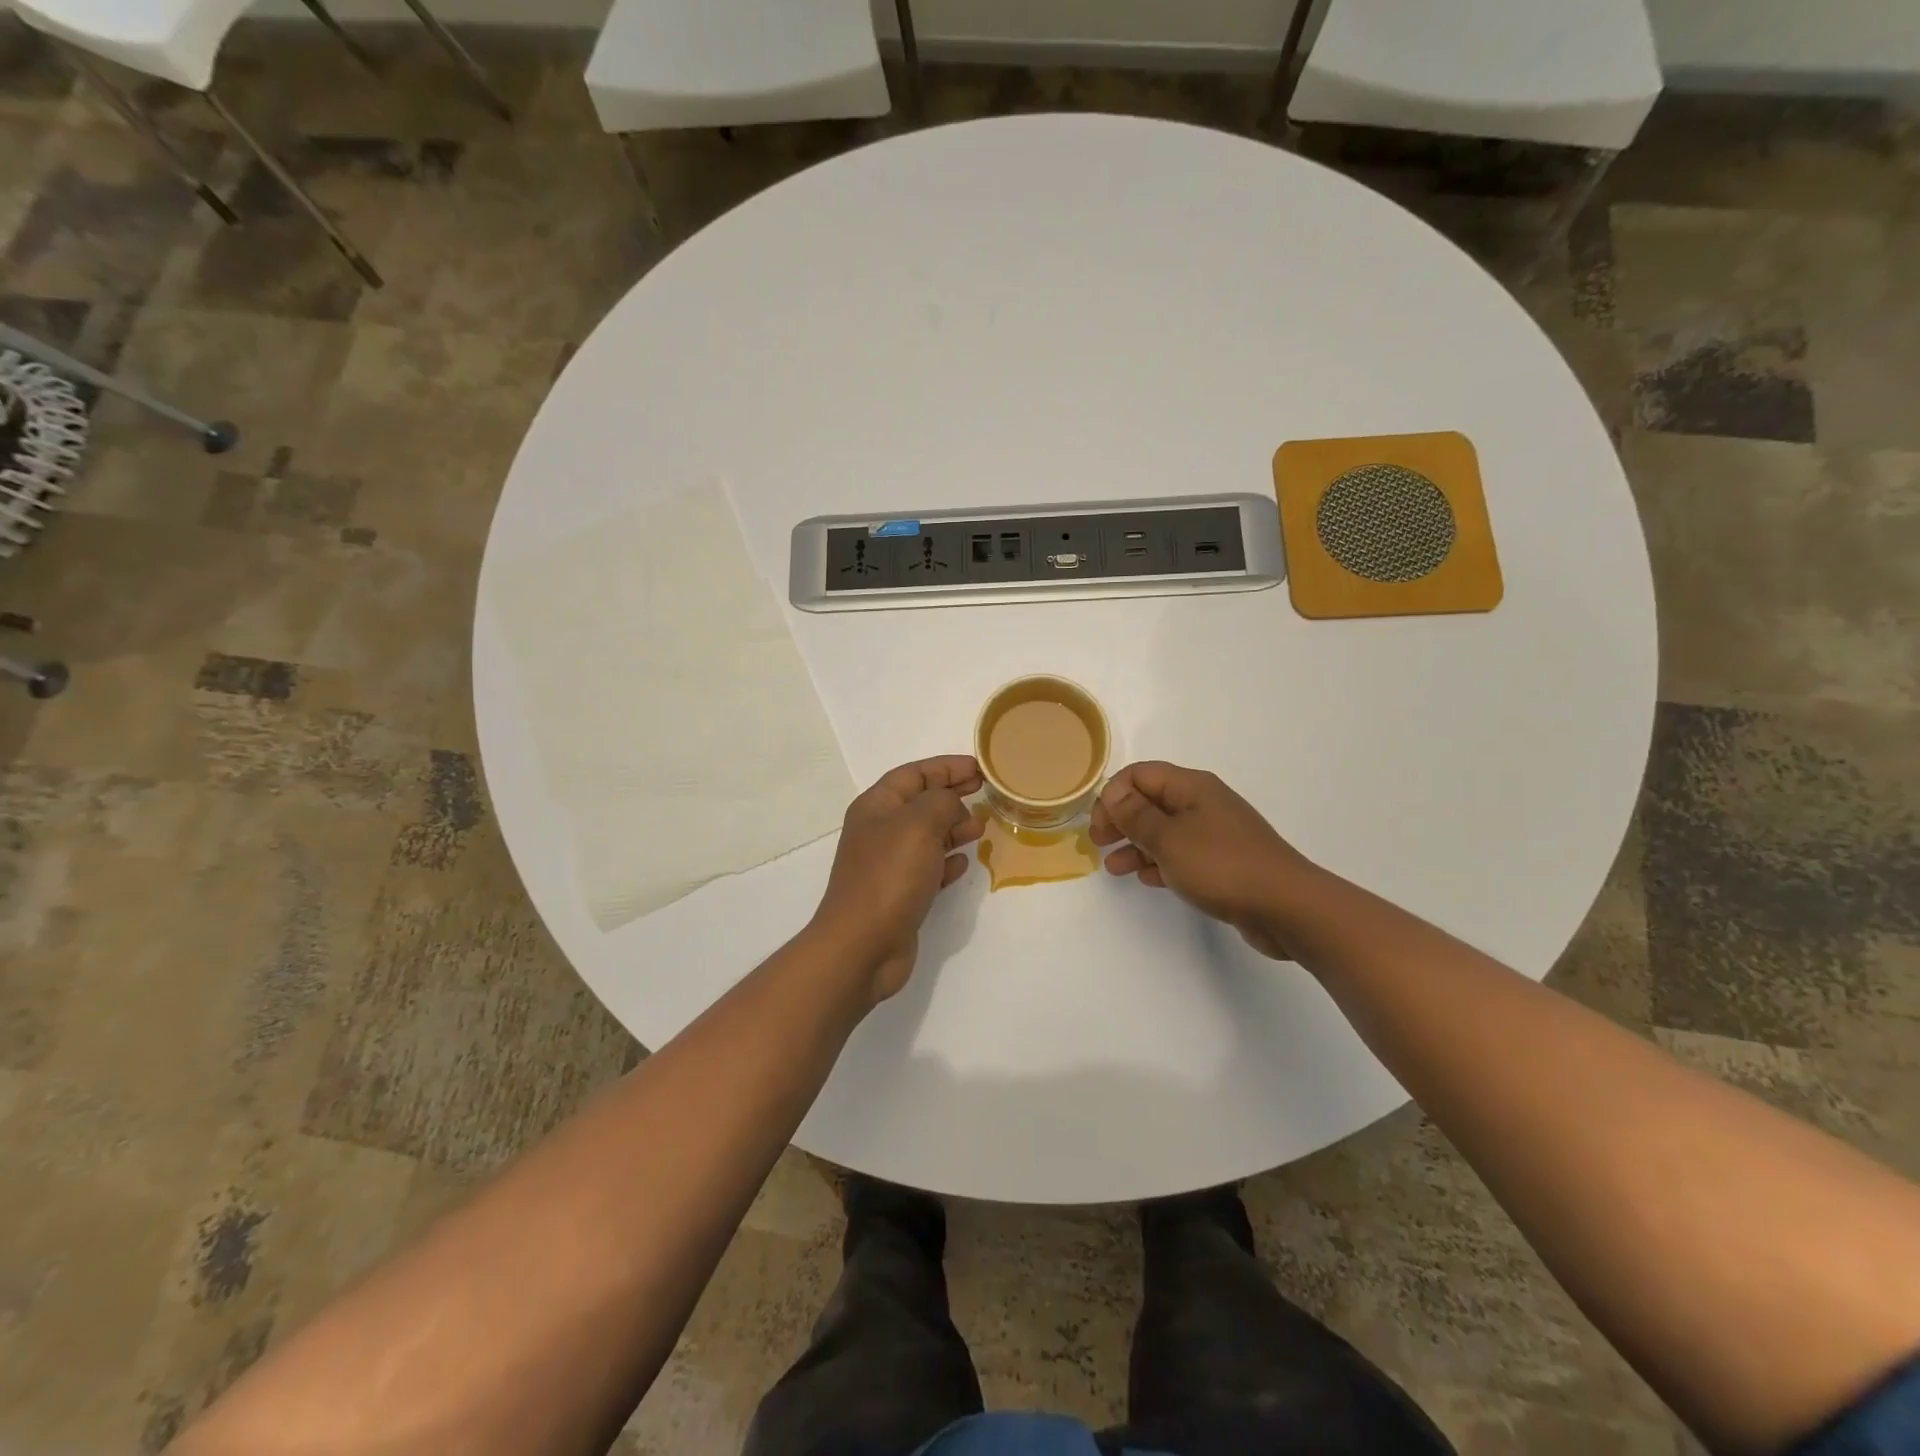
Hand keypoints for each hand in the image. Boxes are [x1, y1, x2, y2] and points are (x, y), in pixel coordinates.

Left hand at [811, 755, 984, 1004]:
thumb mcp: (918, 824)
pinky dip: (947, 863)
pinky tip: (963, 864)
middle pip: (921, 803)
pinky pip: (928, 869)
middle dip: (953, 797)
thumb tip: (953, 805)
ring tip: (980, 830)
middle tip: (986, 796)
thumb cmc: (889, 876)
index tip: (980, 769)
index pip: (914, 774)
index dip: (946, 768)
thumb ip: (941, 802)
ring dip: (954, 829)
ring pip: (927, 836)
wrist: (862, 946)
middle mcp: (880, 831)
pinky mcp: (900, 895)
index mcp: (876, 806)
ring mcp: (889, 865)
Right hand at [1090, 761, 1319, 959]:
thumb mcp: (1168, 839)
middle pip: (1151, 801)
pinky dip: (1159, 863)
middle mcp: (1203, 804)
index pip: (1140, 775)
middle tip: (1099, 843)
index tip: (1098, 826)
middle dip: (1121, 819)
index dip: (1113, 795)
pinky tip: (1146, 879)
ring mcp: (1215, 834)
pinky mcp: (1223, 863)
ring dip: (1136, 845)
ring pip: (1164, 831)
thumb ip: (1135, 815)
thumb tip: (1113, 793)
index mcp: (1191, 787)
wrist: (1287, 907)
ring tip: (1114, 869)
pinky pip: (1182, 855)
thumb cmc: (1222, 865)